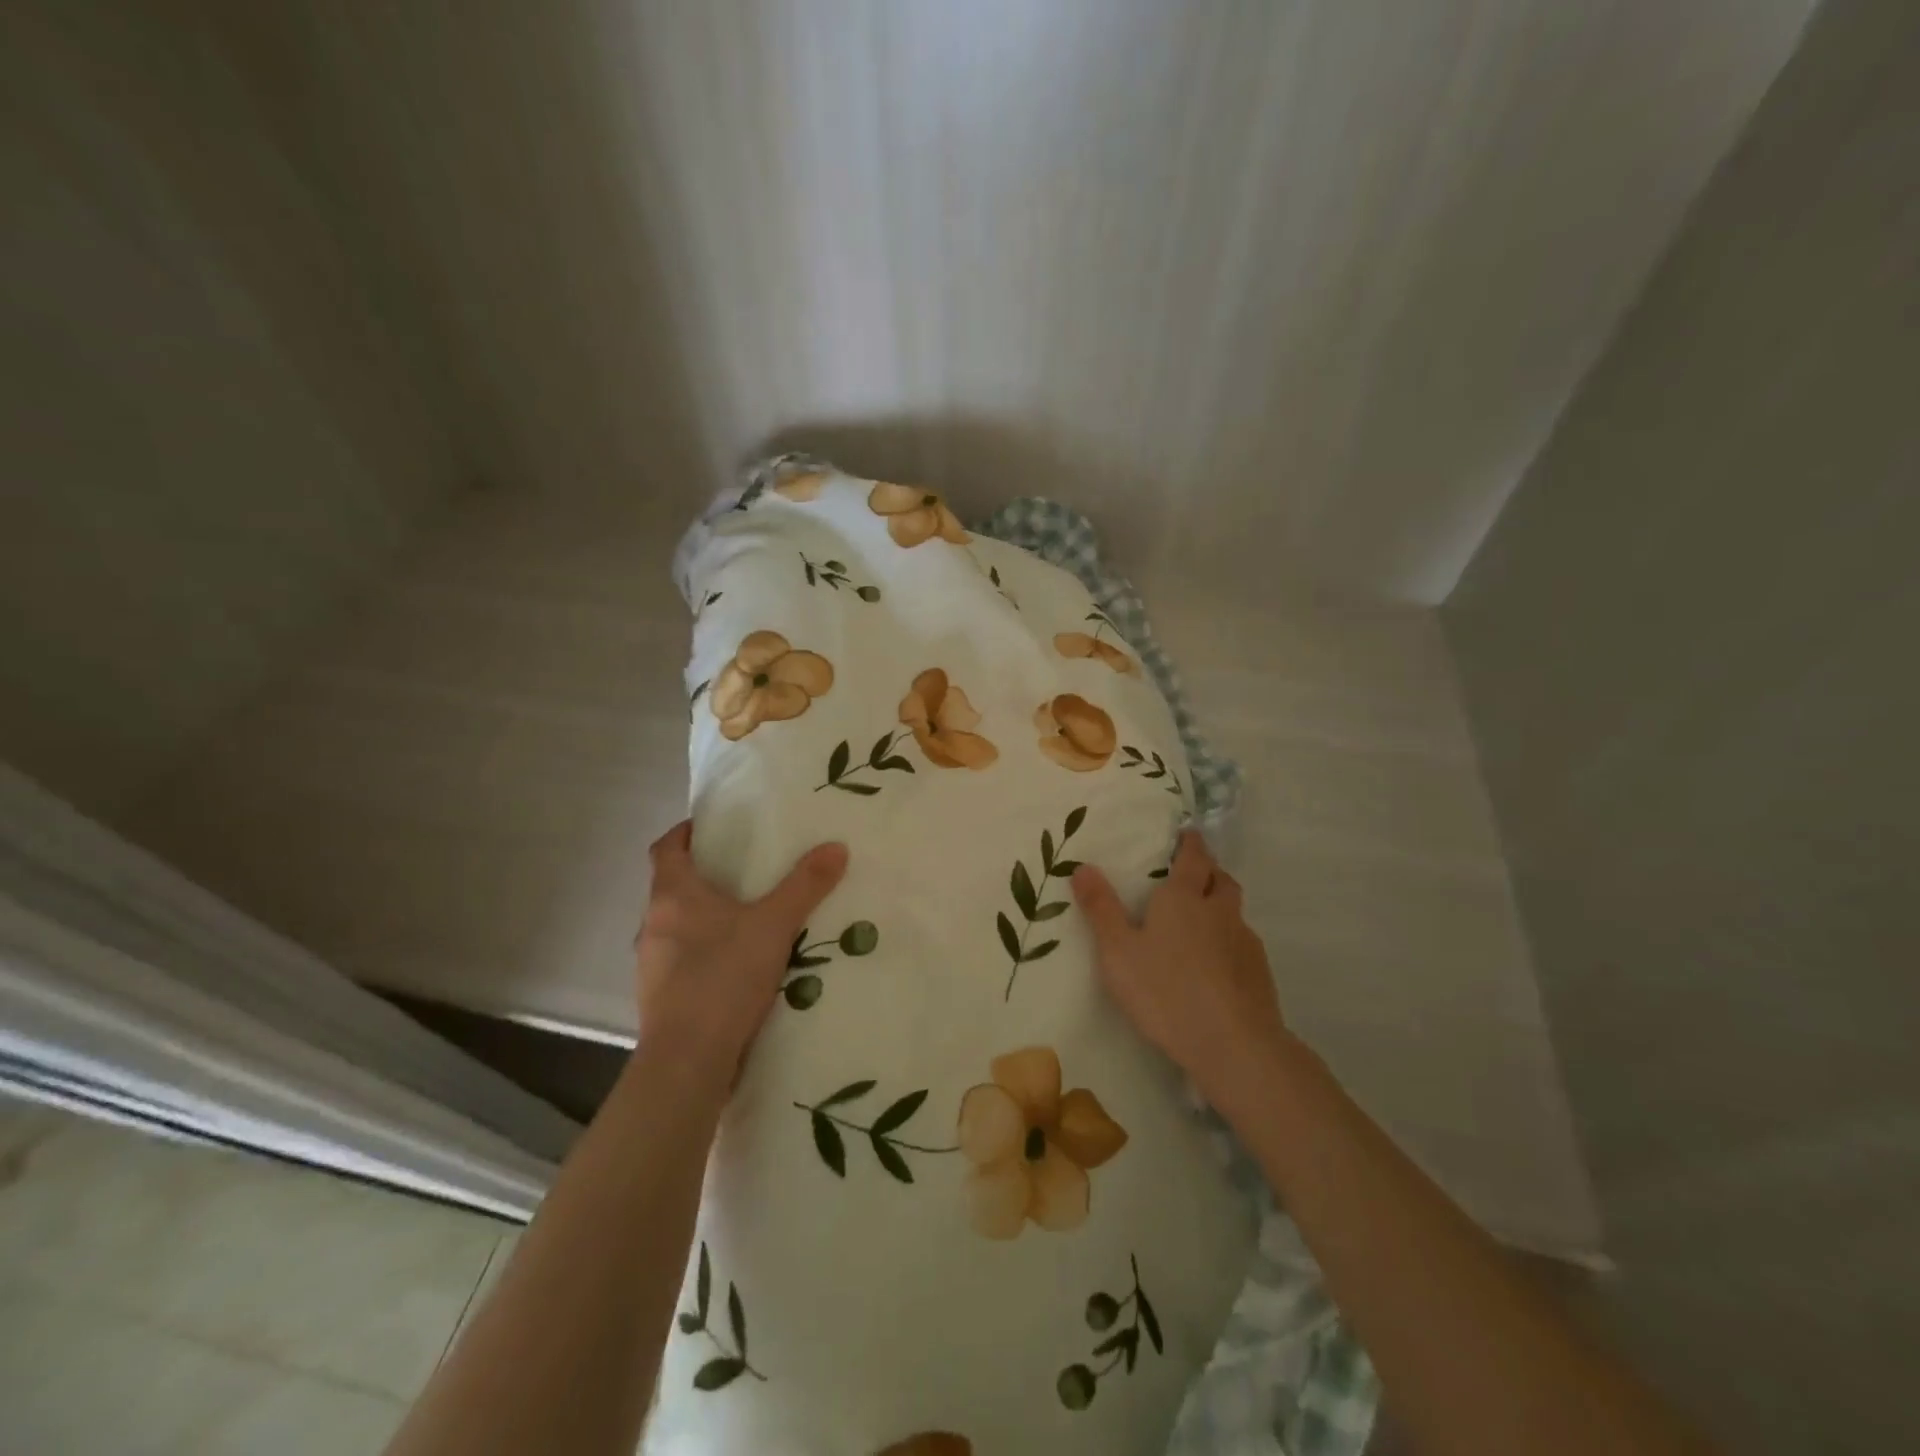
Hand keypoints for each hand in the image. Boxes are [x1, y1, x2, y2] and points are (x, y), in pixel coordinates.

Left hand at [633, 821, 848, 1083]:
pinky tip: (737, 969)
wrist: (687, 1061)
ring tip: (747, 922)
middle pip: (672, 887)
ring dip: (705, 920)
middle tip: (745, 873)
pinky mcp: (659, 999)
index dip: (685, 833)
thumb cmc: (723, 977)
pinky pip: (682, 963)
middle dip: (705, 878)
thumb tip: (836, 847)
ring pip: (677, 928)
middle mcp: (652, 925)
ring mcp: (651, 965)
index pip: (666, 848)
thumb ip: (805, 885)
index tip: (711, 827)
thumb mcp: (774, 925)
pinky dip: (705, 956)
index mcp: (672, 896)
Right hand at [1072, 830, 1288, 1111]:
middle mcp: (1219, 911)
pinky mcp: (1259, 973)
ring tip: (1202, 921)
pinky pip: (1243, 943)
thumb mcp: (1118, 951)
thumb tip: (1082, 866)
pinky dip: (1230, 942)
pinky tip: (1216, 964)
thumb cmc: (1166, 991)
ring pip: (1235, 911)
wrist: (1233, 1044)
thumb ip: (1101, 909)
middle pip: (1221, 879)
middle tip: (1193, 875)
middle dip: (1209, 871)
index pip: (1193, 857)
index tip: (1187, 834)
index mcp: (1183, 898)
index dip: (1190, 843)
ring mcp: (1244, 941)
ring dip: (1221, 906)